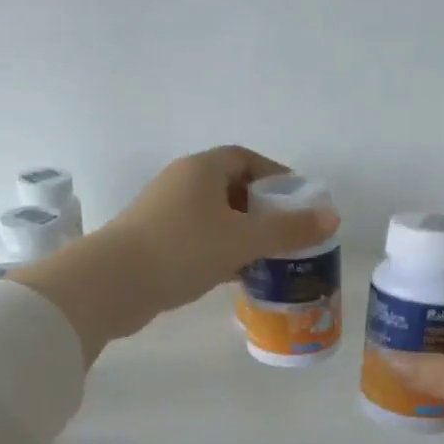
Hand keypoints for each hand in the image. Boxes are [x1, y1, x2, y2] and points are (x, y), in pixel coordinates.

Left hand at [16, 146, 336, 360]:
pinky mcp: (154, 243)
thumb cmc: (182, 250)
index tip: (298, 201)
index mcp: (201, 169)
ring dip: (242, 234)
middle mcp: (181, 184)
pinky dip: (221, 252)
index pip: (245, 159)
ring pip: (215, 218)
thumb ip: (288, 230)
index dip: (275, 176)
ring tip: (271, 258)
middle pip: (231, 188)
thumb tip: (332, 217)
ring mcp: (164, 214)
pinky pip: (198, 240)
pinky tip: (238, 276)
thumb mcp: (242, 239)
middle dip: (262, 209)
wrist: (111, 284)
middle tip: (289, 234)